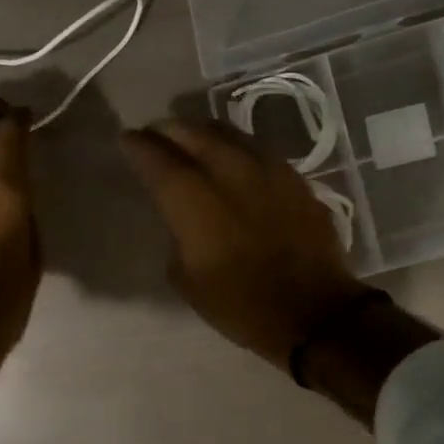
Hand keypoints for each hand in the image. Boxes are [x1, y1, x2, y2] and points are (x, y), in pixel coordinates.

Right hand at [119, 118, 366, 369]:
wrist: (316, 313)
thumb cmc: (243, 306)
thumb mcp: (188, 282)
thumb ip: (178, 239)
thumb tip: (183, 223)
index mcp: (196, 203)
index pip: (160, 161)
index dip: (140, 146)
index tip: (127, 138)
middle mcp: (231, 175)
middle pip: (195, 135)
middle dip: (170, 130)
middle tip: (157, 132)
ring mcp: (269, 172)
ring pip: (230, 135)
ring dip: (205, 131)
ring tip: (193, 135)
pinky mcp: (296, 180)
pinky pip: (258, 150)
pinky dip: (238, 147)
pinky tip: (235, 156)